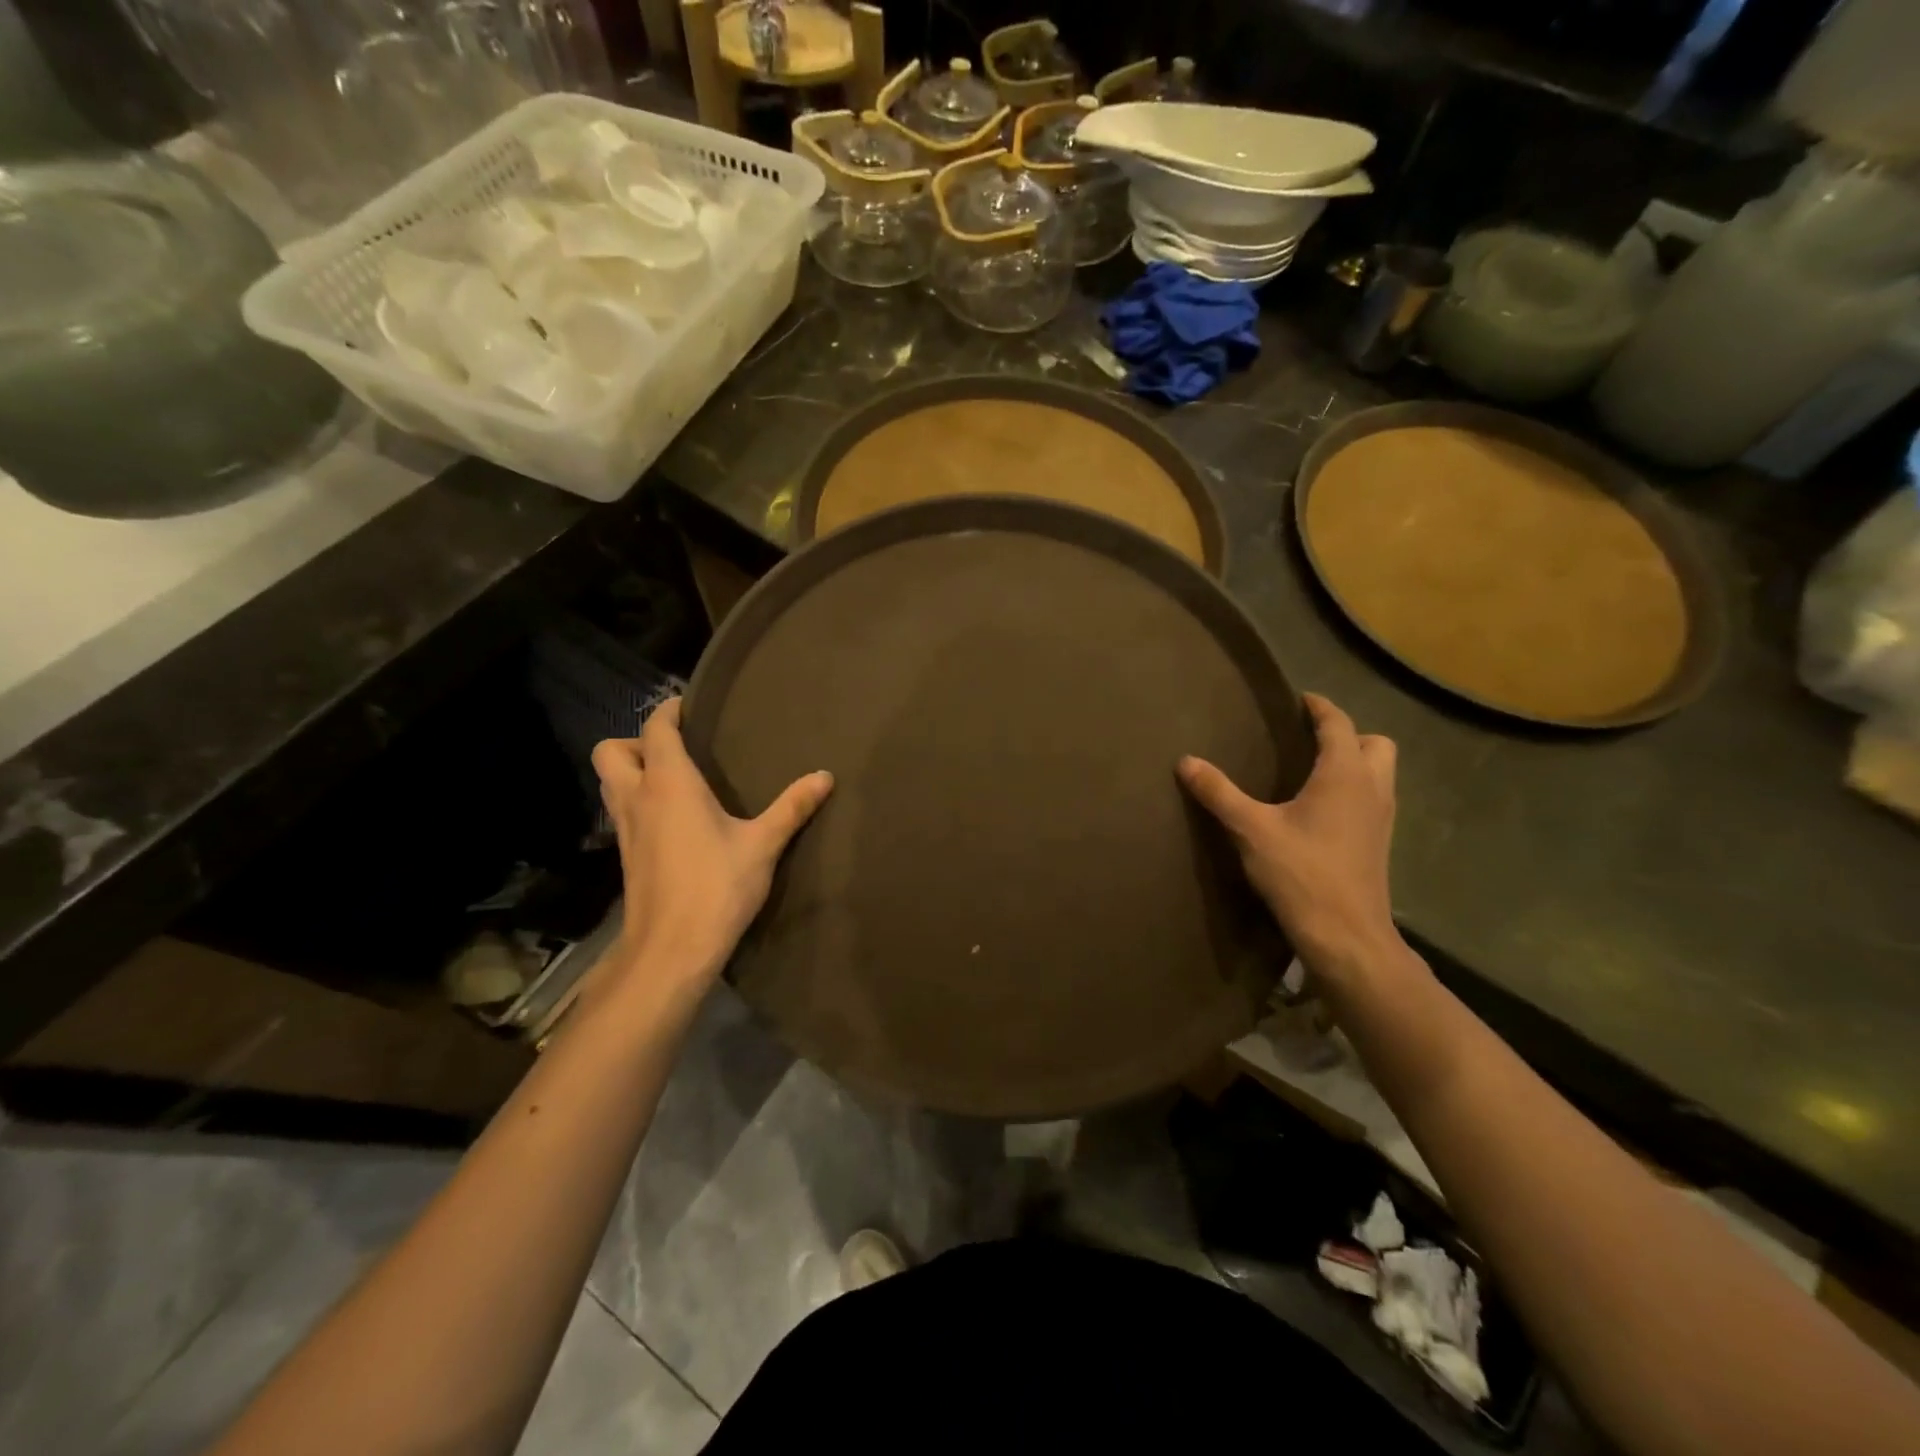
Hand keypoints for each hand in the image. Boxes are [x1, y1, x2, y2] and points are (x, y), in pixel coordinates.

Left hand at [591, 699, 832, 984]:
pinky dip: (636, 802)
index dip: (668, 711)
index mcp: (669, 784)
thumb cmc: (717, 887)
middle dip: (636, 741)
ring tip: (672, 780)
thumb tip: (825, 776)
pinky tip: (671, 820)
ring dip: (630, 771)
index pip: (656, 729)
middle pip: (611, 751)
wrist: (671, 949)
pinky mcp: (626, 856)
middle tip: (675, 751)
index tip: (689, 706)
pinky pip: (621, 811)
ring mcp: (626, 829)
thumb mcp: (763, 845)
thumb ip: (792, 807)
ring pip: (609, 782)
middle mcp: (638, 798)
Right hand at [1179, 693, 1400, 985]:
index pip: (1338, 724)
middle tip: (1309, 740)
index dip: (1319, 707)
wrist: (1345, 934)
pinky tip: (1322, 810)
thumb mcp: (1251, 830)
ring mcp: (1381, 817)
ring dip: (1356, 762)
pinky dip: (1355, 789)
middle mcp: (1372, 788)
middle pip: (1375, 743)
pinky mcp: (1379, 843)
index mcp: (1344, 774)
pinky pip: (1374, 798)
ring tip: (1313, 771)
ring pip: (1381, 772)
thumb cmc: (1301, 873)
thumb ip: (1219, 792)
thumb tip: (1186, 761)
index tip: (1299, 699)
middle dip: (1348, 734)